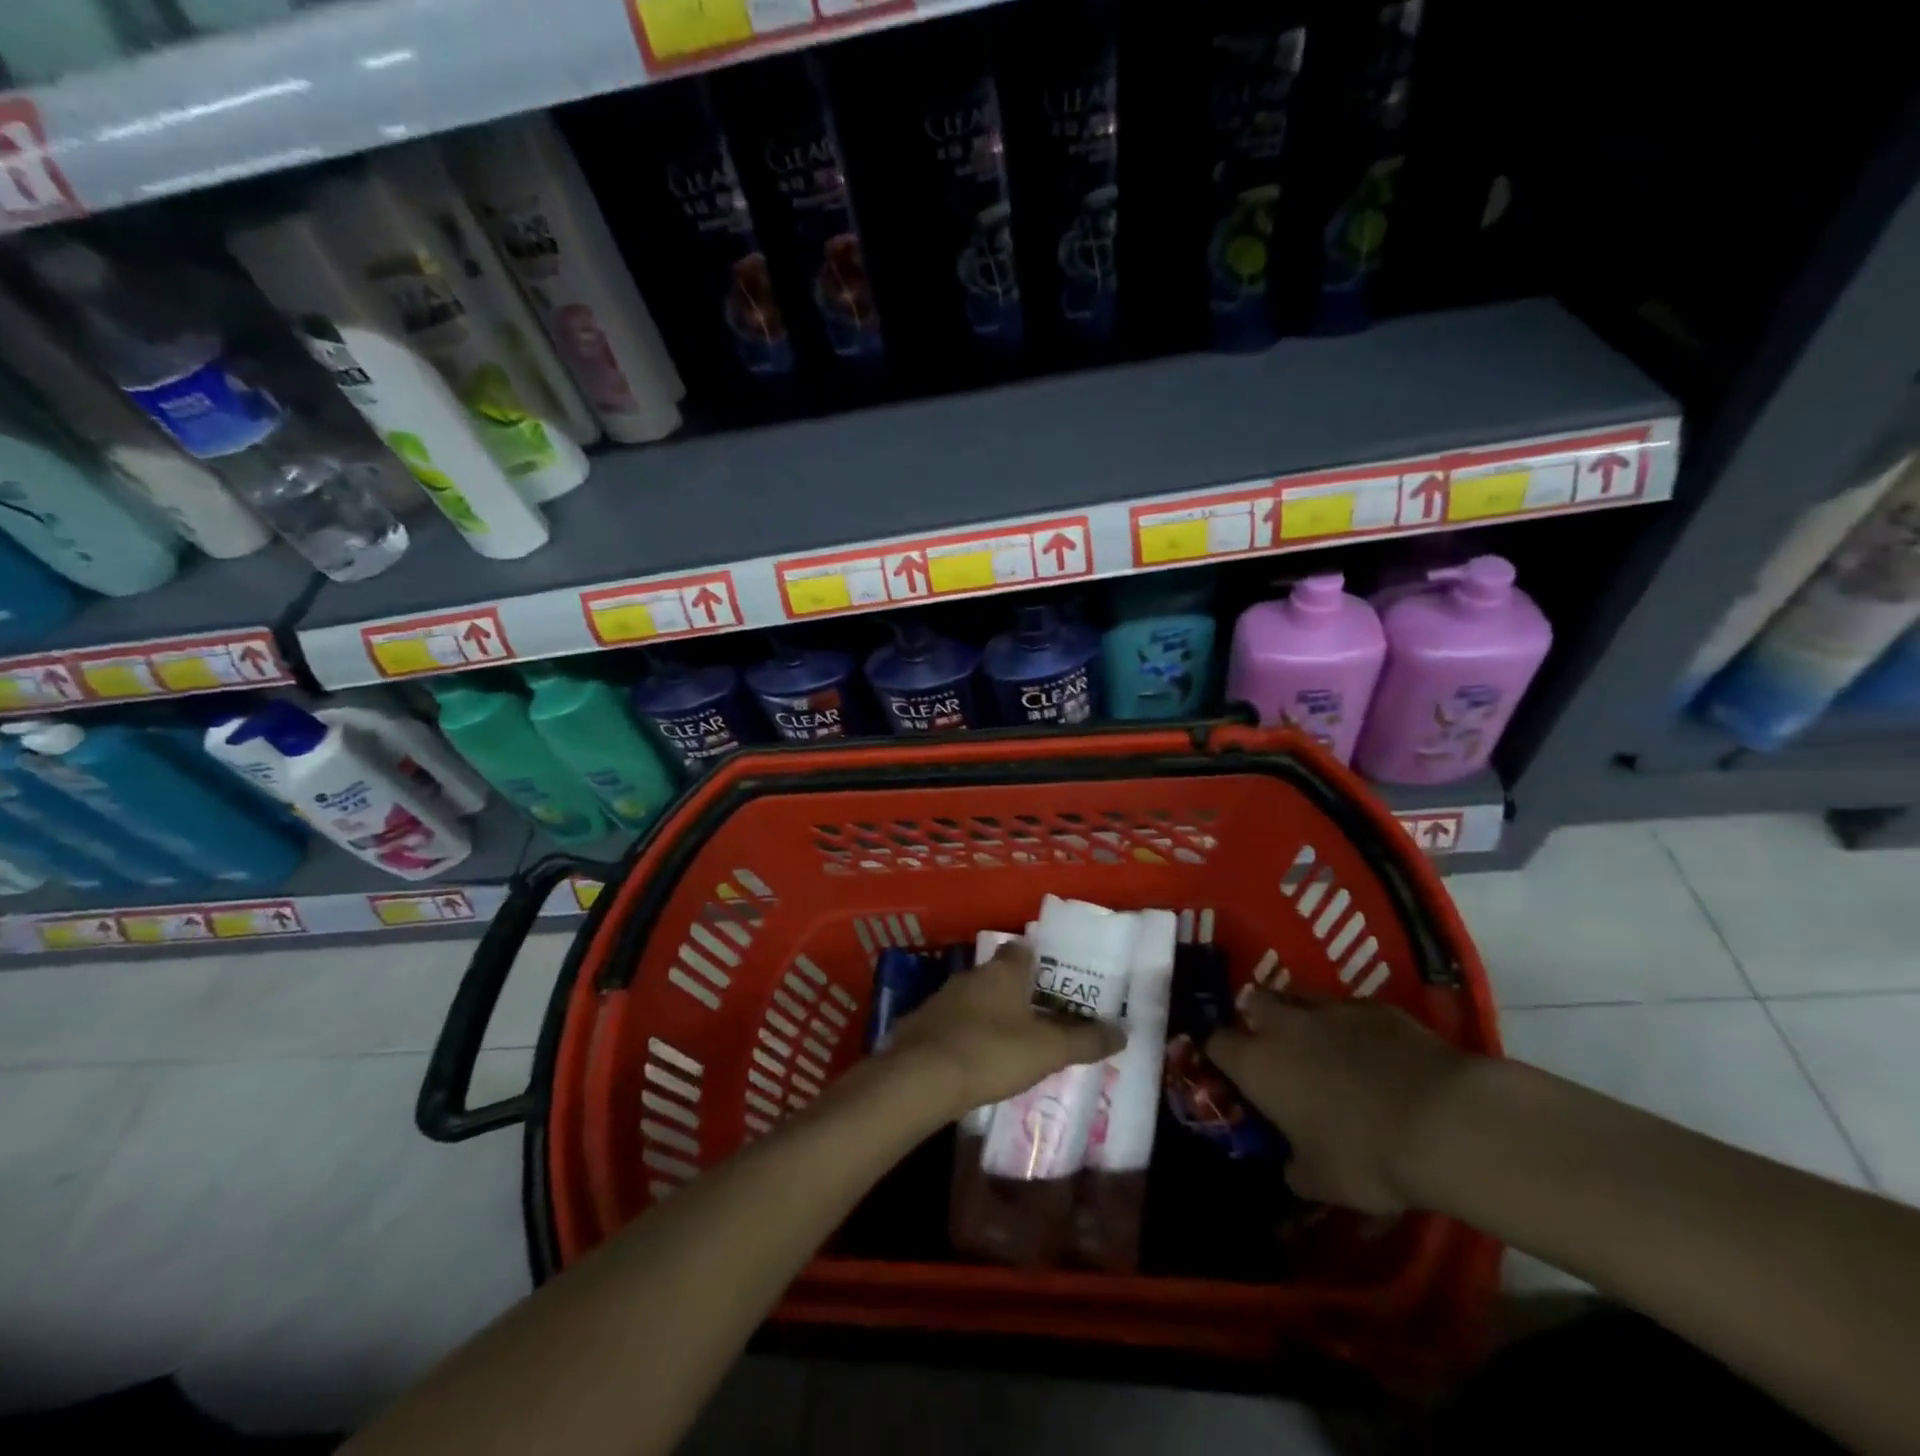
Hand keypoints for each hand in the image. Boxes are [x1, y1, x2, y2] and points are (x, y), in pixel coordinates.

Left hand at [885, 944, 1123, 1118]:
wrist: (920, 1079)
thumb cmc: (991, 1052)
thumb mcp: (1048, 1050)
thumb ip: (1085, 1040)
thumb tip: (1124, 1031)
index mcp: (1002, 972)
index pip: (1021, 951)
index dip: (1037, 962)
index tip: (1053, 980)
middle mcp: (970, 976)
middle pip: (997, 976)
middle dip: (1015, 993)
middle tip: (1038, 1016)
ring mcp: (941, 1000)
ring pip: (972, 1000)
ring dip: (988, 1015)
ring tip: (1010, 1042)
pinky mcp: (920, 1026)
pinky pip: (951, 1025)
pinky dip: (964, 1036)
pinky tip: (974, 1061)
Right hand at [1206, 993, 1473, 1214]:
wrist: (1445, 1122)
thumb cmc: (1366, 1155)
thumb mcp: (1322, 1182)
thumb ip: (1295, 1169)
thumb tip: (1290, 1167)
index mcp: (1258, 1064)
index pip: (1216, 1044)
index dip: (1219, 1055)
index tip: (1230, 1072)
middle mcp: (1285, 1026)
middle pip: (1253, 1001)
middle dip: (1257, 1018)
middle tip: (1274, 1046)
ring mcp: (1332, 1009)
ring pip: (1301, 996)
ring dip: (1302, 1014)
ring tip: (1320, 1042)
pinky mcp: (1378, 1007)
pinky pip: (1352, 1008)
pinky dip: (1353, 1025)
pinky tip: (1375, 1050)